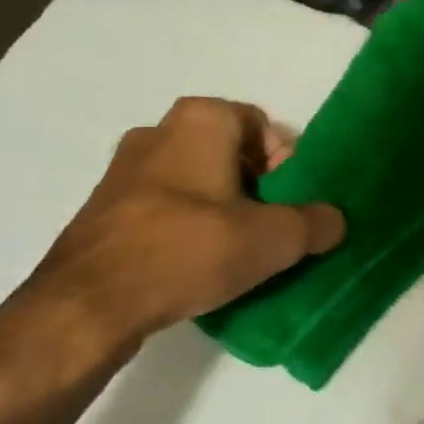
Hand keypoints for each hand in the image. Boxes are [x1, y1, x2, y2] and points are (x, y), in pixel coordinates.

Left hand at [17, 97, 343, 368]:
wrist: (88, 304)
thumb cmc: (187, 250)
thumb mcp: (272, 240)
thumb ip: (315, 223)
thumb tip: (335, 220)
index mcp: (200, 119)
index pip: (264, 127)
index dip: (288, 165)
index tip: (293, 206)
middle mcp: (159, 130)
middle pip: (232, 154)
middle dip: (259, 189)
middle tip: (272, 230)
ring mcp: (125, 169)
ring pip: (198, 181)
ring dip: (224, 209)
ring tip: (239, 252)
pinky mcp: (107, 207)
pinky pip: (166, 206)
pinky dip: (190, 226)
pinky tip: (198, 264)